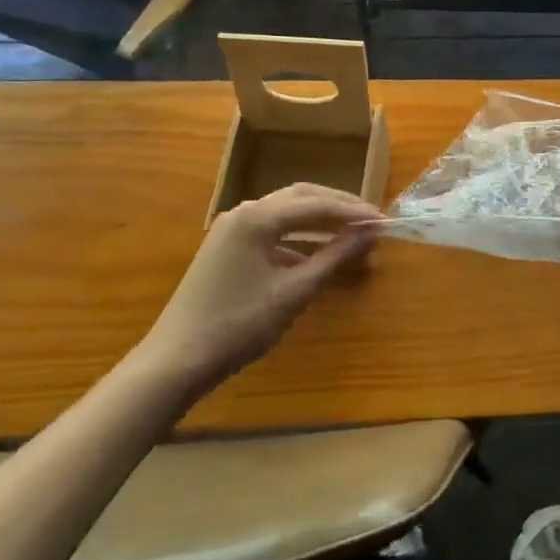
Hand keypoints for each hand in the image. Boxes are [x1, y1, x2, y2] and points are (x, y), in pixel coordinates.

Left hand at [137, 183, 380, 396]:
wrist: (174, 362)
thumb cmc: (238, 325)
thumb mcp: (294, 291)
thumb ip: (335, 256)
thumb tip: (370, 234)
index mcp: (259, 217)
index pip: (318, 204)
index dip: (355, 213)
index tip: (385, 222)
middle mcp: (245, 211)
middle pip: (302, 197)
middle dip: (339, 207)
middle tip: (371, 220)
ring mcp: (232, 228)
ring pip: (287, 211)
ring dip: (320, 220)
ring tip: (352, 232)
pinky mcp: (227, 247)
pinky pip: (272, 230)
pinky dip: (299, 236)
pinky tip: (317, 254)